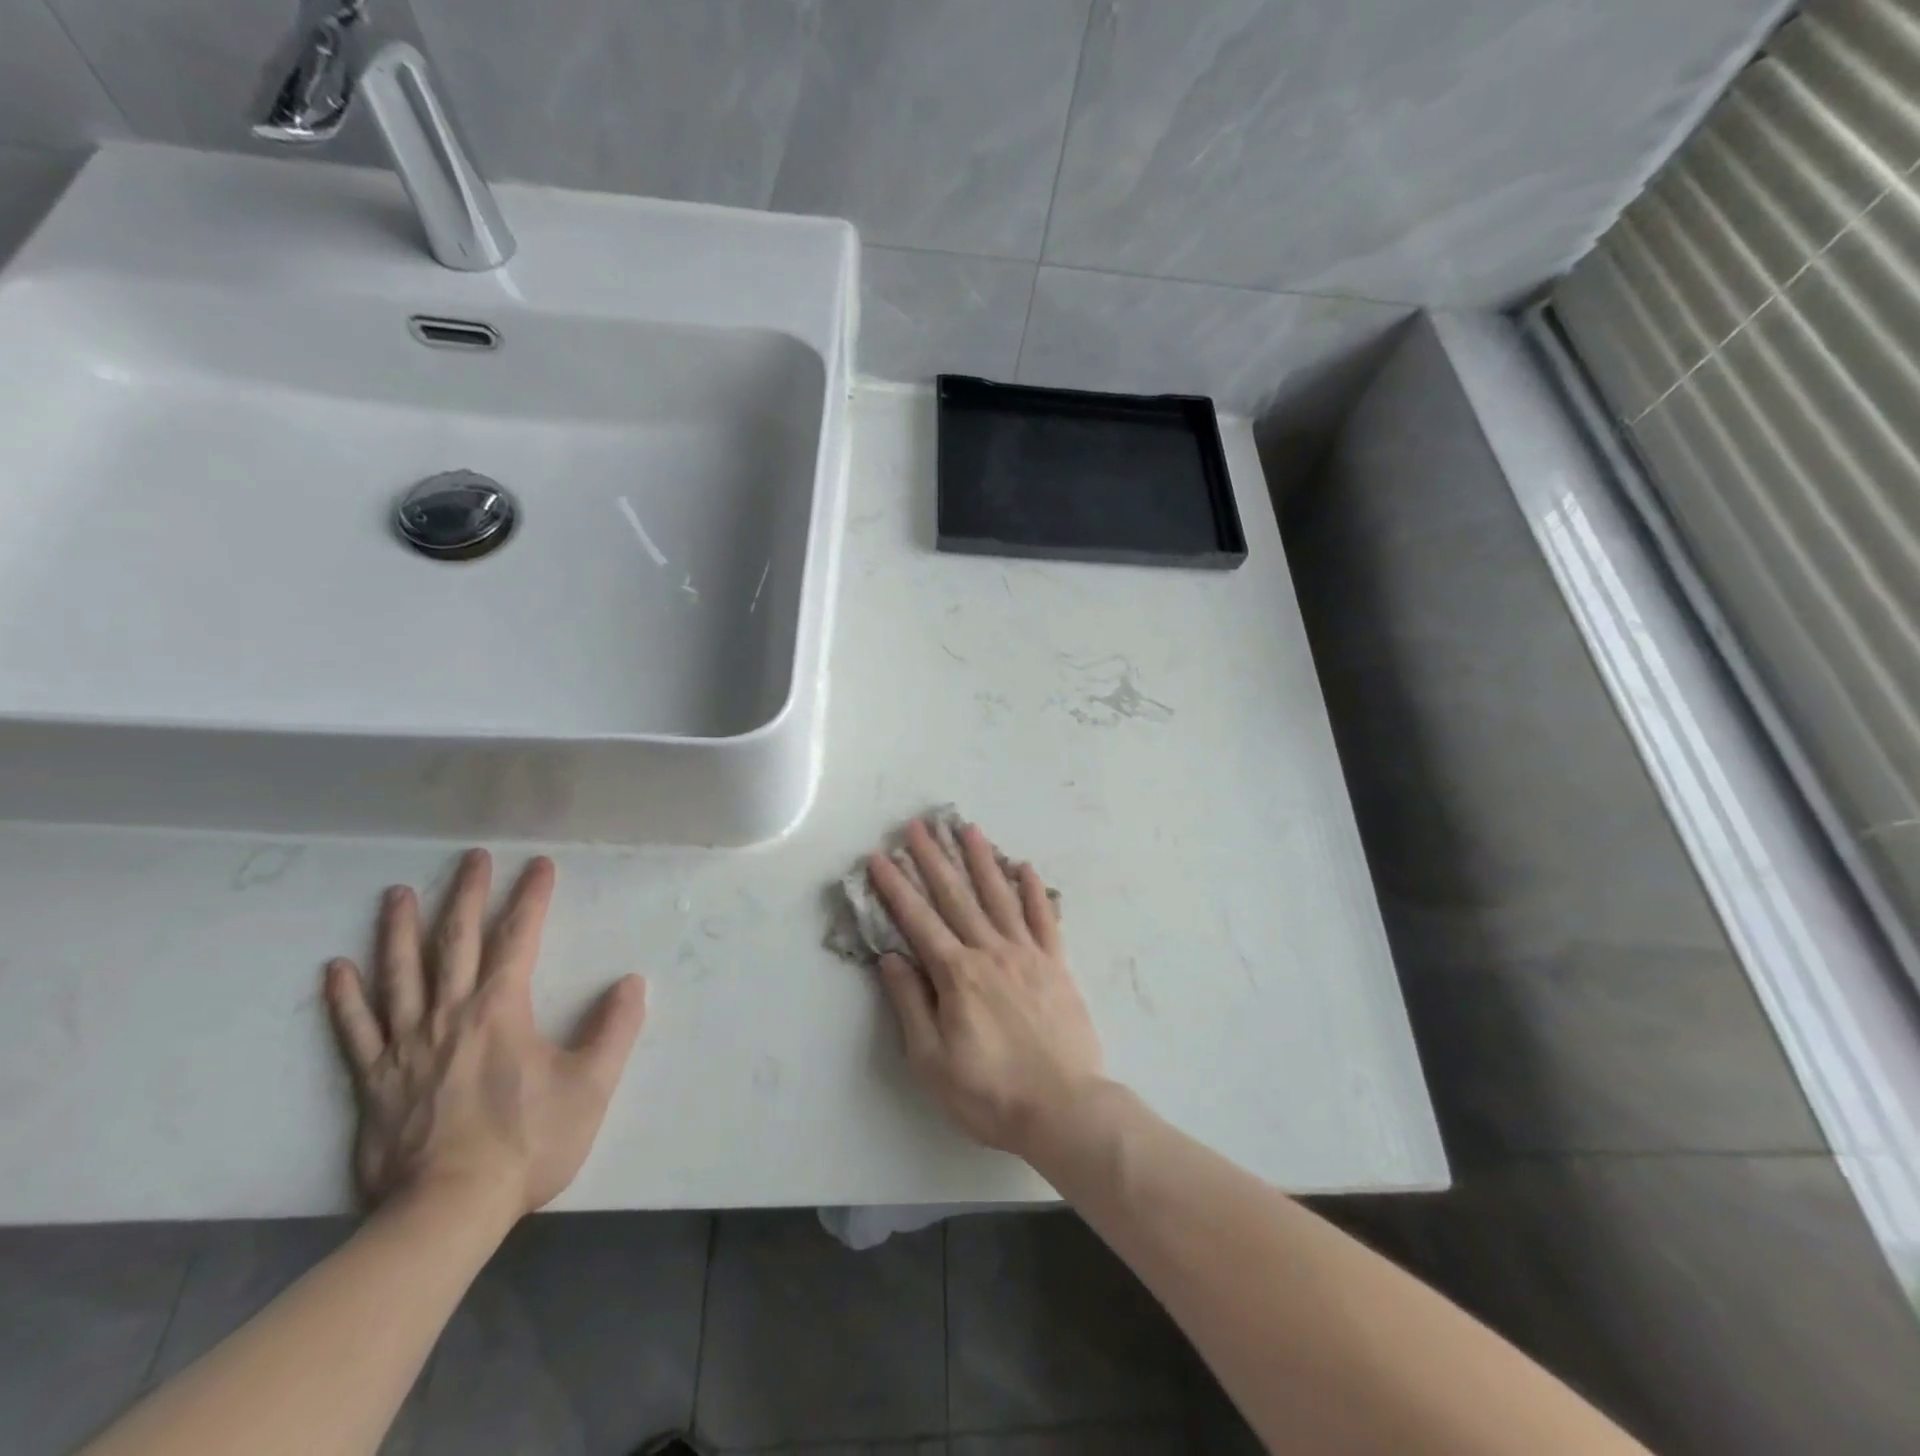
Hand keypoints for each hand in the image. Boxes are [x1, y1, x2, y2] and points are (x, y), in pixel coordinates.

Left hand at [323, 849, 647, 1220]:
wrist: (445, 1213)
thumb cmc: (526, 1144)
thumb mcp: (591, 1087)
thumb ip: (615, 1030)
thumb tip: (632, 982)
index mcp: (501, 1011)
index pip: (520, 939)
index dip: (531, 898)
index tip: (539, 865)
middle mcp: (450, 1015)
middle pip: (457, 943)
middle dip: (467, 895)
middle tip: (470, 858)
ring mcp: (406, 1047)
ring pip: (400, 976)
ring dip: (399, 931)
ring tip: (397, 893)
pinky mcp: (375, 1081)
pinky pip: (356, 1031)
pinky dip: (345, 998)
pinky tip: (336, 969)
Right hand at [867, 820, 1105, 1157]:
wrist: (1064, 1108)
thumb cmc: (990, 1093)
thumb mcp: (932, 1061)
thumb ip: (911, 1004)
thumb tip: (891, 958)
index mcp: (957, 975)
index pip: (918, 920)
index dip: (896, 887)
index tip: (880, 857)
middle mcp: (990, 951)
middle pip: (956, 896)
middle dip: (933, 858)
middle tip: (918, 825)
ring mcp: (1027, 954)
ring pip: (999, 896)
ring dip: (981, 860)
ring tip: (967, 828)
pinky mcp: (1057, 964)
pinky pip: (1043, 918)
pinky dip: (1033, 890)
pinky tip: (1024, 866)